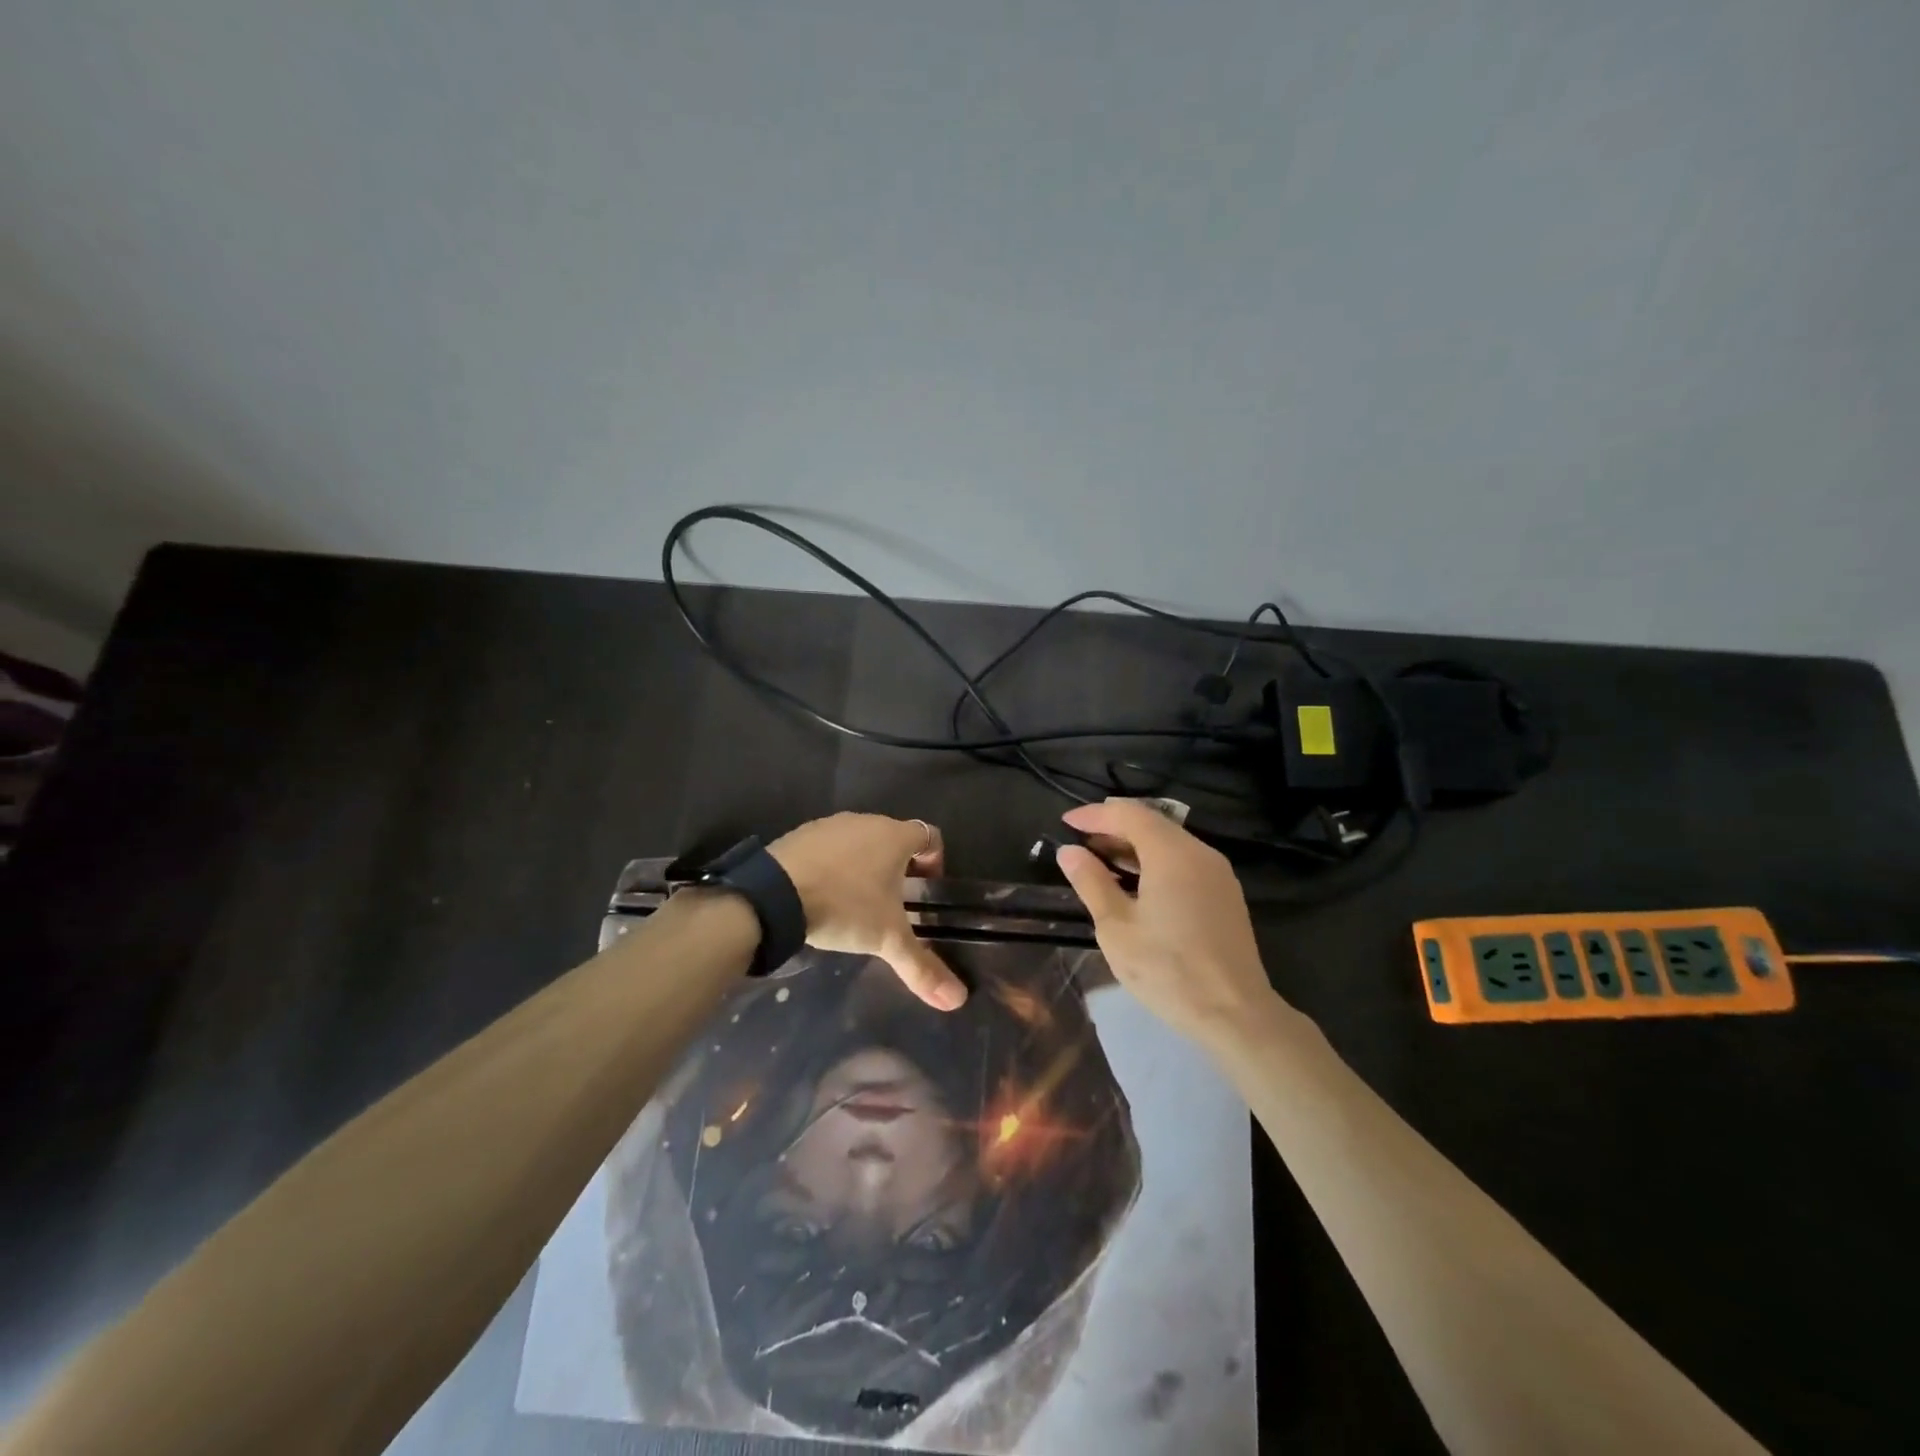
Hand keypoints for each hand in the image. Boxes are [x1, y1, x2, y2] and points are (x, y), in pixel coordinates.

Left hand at [767, 813, 966, 1010]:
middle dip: (899, 867)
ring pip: (860, 841)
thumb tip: (958, 1000)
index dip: (935, 861)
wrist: (774, 894)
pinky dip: (834, 865)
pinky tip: (824, 895)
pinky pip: (829, 847)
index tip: (927, 890)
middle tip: (895, 904)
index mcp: (894, 836)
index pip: (929, 835)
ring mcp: (831, 825)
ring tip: (858, 903)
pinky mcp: (801, 834)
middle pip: (894, 838)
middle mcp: (866, 821)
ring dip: (865, 865)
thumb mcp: (887, 939)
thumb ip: (922, 966)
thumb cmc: (843, 906)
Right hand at [1053, 798, 1276, 1043]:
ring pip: (1170, 842)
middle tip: (1080, 842)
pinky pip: (1184, 862)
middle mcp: (1199, 853)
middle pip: (1152, 824)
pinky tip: (1135, 884)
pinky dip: (1155, 862)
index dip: (1095, 814)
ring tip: (1100, 861)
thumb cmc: (1167, 969)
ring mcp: (1217, 873)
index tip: (1066, 822)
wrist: (1234, 1014)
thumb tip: (1070, 852)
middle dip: (1113, 827)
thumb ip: (1091, 882)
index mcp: (1172, 854)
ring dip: (1134, 846)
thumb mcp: (1116, 927)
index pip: (1129, 814)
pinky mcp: (1225, 895)